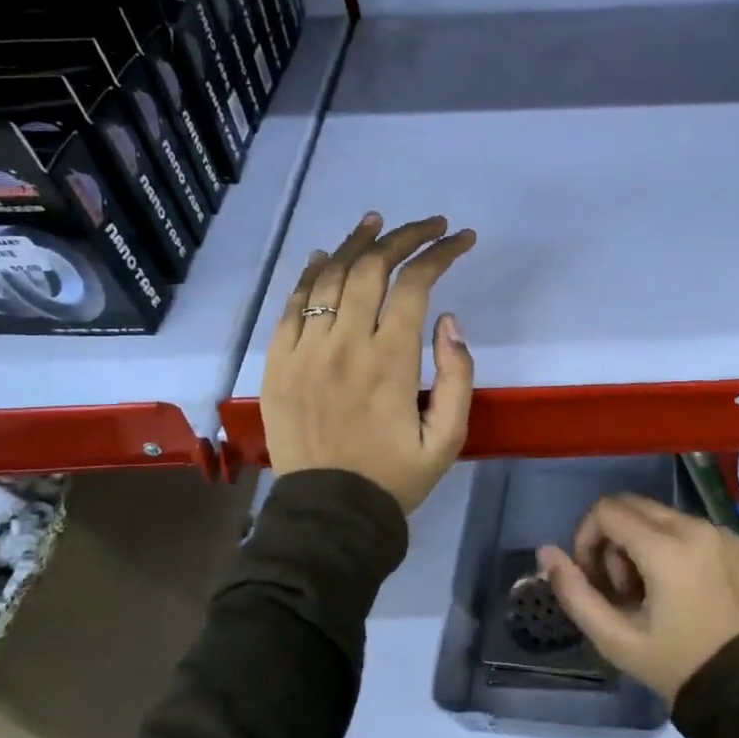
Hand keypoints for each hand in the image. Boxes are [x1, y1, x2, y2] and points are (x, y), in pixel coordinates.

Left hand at [260, 212, 475, 514]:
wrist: (329, 515)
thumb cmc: (395, 477)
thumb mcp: (448, 439)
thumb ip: (458, 376)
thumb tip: (449, 320)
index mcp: (390, 362)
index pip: (415, 285)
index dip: (440, 254)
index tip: (461, 240)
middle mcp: (345, 345)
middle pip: (371, 268)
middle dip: (404, 237)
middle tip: (428, 225)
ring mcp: (304, 351)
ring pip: (328, 277)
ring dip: (356, 243)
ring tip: (378, 222)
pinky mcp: (277, 363)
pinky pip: (291, 305)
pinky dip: (309, 274)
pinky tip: (324, 255)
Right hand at [538, 494, 738, 700]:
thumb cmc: (677, 666)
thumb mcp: (616, 639)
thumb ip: (575, 592)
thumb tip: (546, 552)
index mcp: (666, 548)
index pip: (606, 511)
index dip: (586, 538)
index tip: (592, 577)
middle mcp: (695, 527)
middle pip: (633, 506)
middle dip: (613, 539)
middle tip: (620, 587)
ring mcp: (721, 532)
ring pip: (661, 515)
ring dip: (642, 542)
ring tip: (650, 593)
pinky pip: (691, 528)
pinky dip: (673, 546)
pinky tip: (681, 590)